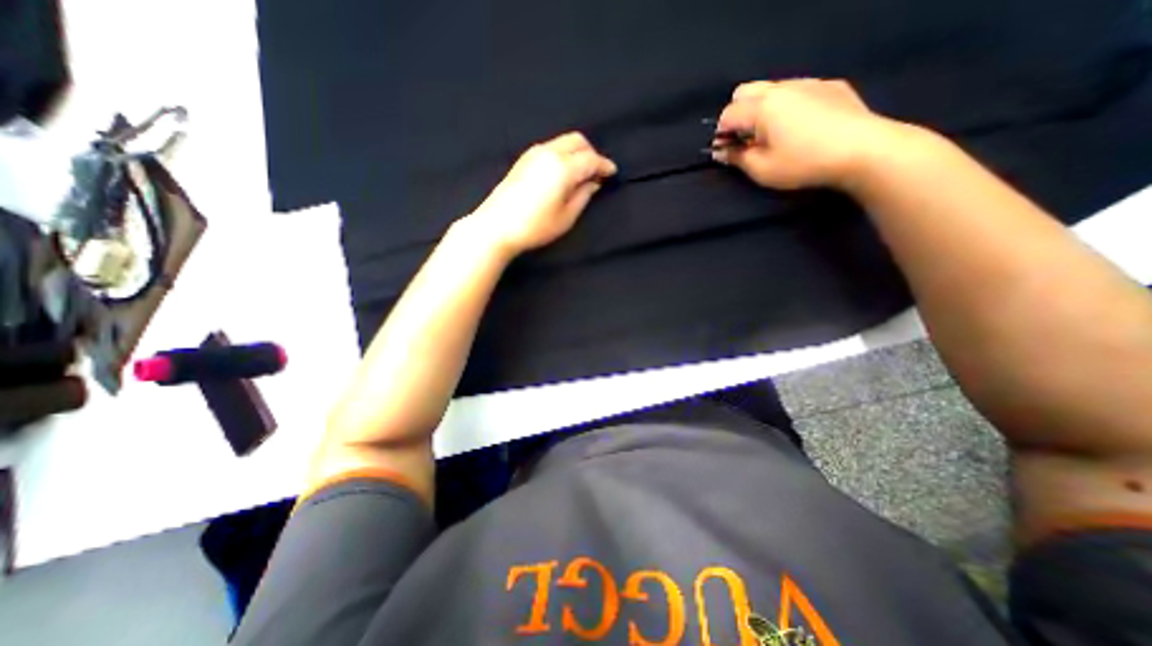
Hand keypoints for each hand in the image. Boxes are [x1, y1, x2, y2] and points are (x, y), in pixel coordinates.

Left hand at [461, 132, 616, 257]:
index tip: (612, 173)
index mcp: (562, 168)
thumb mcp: (566, 217)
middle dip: (591, 153)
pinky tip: (563, 172)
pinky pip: (551, 147)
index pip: (590, 159)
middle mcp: (549, 153)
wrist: (496, 226)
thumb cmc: (535, 227)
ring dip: (577, 152)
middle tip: (596, 173)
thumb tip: (593, 183)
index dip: (604, 165)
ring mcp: (533, 153)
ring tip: (581, 174)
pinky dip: (563, 154)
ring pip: (563, 142)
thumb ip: (583, 196)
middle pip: (577, 141)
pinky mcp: (523, 159)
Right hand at [718, 78, 913, 188]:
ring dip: (762, 109)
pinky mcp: (830, 86)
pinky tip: (800, 126)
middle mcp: (781, 87)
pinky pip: (797, 90)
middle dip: (737, 114)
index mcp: (762, 107)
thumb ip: (736, 158)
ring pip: (771, 88)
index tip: (727, 152)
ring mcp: (808, 83)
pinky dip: (787, 106)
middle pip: (745, 92)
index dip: (721, 134)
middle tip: (745, 140)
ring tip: (773, 134)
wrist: (862, 150)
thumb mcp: (762, 170)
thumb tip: (720, 152)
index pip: (727, 114)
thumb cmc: (803, 163)